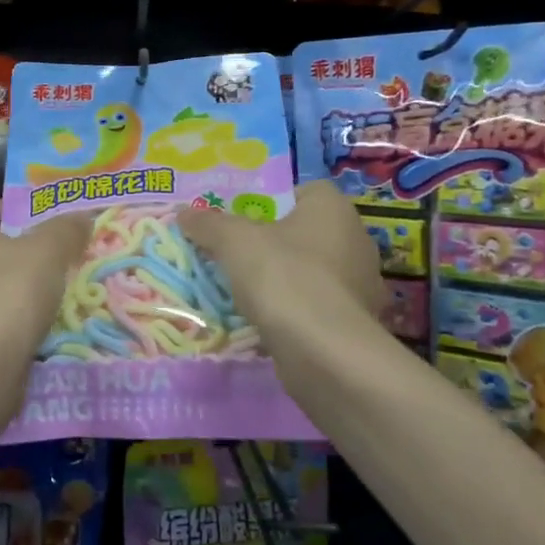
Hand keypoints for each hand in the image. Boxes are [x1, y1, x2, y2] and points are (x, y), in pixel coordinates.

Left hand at [0, 199, 91, 370]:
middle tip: (62, 256)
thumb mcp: (48, 251)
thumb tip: (80, 218)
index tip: (47, 224)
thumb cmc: (9, 293)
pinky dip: (14, 319)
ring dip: (22, 287)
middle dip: (26, 251)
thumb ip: (66, 229)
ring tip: (59, 292)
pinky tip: (42, 326)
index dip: (16, 210)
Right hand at [177, 181, 382, 364]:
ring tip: (246, 290)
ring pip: (312, 271)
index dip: (273, 200)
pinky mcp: (355, 324)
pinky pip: (317, 305)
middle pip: (305, 232)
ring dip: (284, 279)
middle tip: (236, 253)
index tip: (243, 219)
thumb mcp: (233, 241)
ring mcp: (360, 285)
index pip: (305, 191)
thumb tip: (185, 213)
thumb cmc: (283, 277)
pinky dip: (295, 310)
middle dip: (273, 242)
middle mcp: (356, 241)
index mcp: (334, 209)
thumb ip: (208, 224)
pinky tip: (268, 320)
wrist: (324, 352)